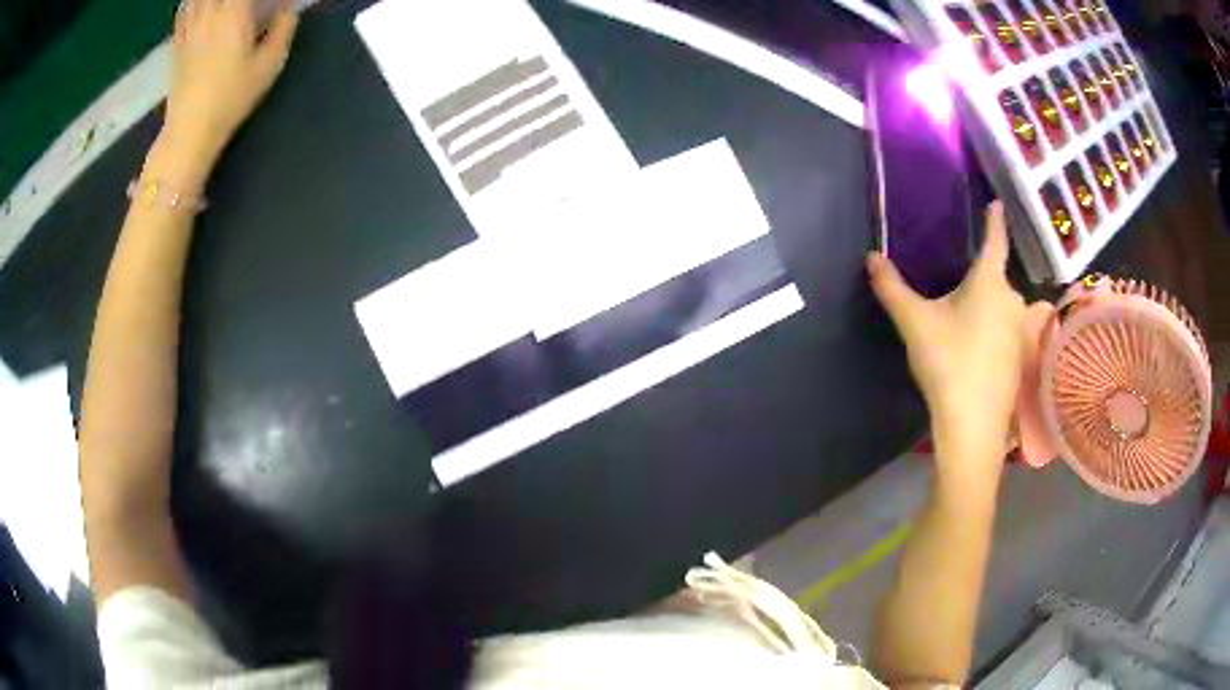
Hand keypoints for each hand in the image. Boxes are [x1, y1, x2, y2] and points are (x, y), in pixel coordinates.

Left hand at [163, 0, 298, 166]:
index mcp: (236, 12)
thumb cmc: (231, 98)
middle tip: (246, 3)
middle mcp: (211, 12)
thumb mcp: (268, 65)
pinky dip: (191, 3)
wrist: (189, 131)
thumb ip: (283, 29)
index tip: (271, 0)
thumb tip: (288, 7)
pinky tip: (197, 4)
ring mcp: (191, 27)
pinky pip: (183, 10)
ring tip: (225, 5)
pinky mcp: (178, 43)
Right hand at [868, 202, 1026, 477]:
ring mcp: (1018, 331)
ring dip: (985, 304)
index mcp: (990, 283)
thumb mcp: (915, 322)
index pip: (994, 241)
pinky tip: (973, 347)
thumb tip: (871, 257)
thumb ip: (893, 288)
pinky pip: (1004, 329)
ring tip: (963, 316)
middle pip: (996, 277)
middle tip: (958, 279)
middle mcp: (1012, 300)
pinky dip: (991, 328)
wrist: (973, 425)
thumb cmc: (948, 362)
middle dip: (980, 275)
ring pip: (1001, 305)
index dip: (994, 222)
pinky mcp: (1018, 358)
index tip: (997, 204)